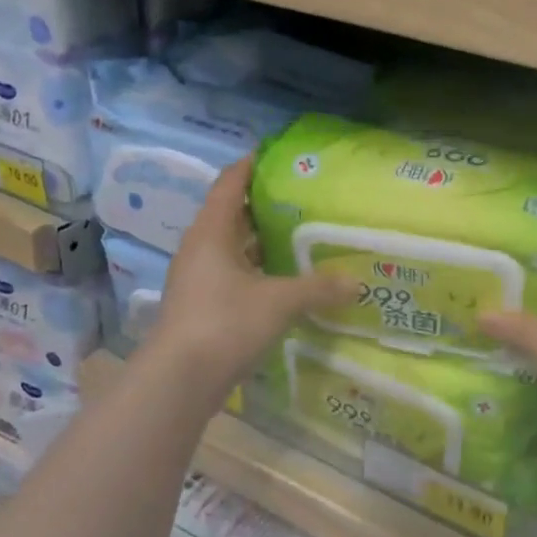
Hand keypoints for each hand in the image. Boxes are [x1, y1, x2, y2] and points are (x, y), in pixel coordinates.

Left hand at [147, 155, 353, 395]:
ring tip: (299, 236)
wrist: (180, 380)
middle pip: (232, 214)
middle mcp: (200, 248)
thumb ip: (319, 288)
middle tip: (303, 199)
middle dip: (264, 205)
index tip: (280, 156)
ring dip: (260, 241)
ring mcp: (196, 278)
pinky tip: (282, 280)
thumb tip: (356, 282)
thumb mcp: (280, 302)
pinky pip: (231, 274)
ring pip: (232, 248)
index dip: (252, 165)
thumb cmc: (226, 323)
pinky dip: (256, 271)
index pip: (230, 183)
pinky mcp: (200, 305)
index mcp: (211, 232)